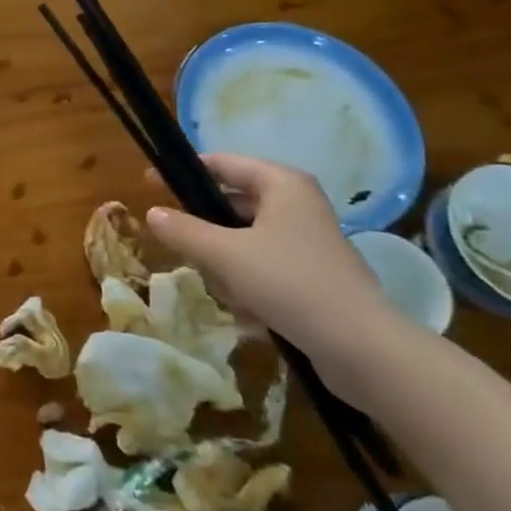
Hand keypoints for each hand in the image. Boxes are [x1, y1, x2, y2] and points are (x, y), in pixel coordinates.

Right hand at [145, 153, 410, 384]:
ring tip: (221, 286)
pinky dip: (246, 282)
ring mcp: (306, 241)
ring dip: (224, 262)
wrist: (361, 347)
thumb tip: (152, 213)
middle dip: (205, 227)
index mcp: (282, 185)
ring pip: (244, 238)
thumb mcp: (225, 254)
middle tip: (177, 242)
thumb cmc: (289, 283)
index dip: (184, 171)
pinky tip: (244, 309)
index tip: (150, 183)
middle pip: (232, 203)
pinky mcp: (311, 275)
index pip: (223, 163)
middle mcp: (297, 204)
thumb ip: (184, 230)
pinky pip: (262, 266)